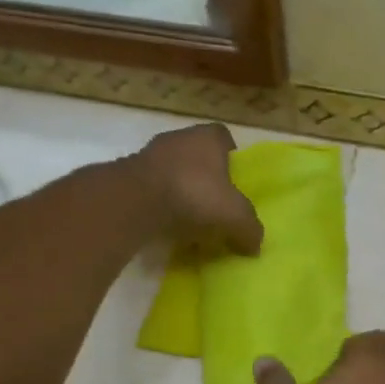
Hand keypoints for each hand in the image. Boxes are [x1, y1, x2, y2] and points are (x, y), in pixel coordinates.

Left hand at [132, 124, 262, 255]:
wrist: (135, 200)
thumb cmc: (194, 194)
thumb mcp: (234, 216)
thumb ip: (250, 229)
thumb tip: (256, 246)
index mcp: (208, 138)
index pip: (224, 137)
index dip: (230, 156)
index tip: (234, 179)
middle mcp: (179, 138)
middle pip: (197, 154)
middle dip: (205, 175)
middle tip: (214, 202)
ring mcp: (150, 154)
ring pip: (173, 170)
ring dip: (180, 189)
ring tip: (189, 217)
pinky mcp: (128, 174)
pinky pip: (152, 187)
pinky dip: (159, 201)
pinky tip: (166, 223)